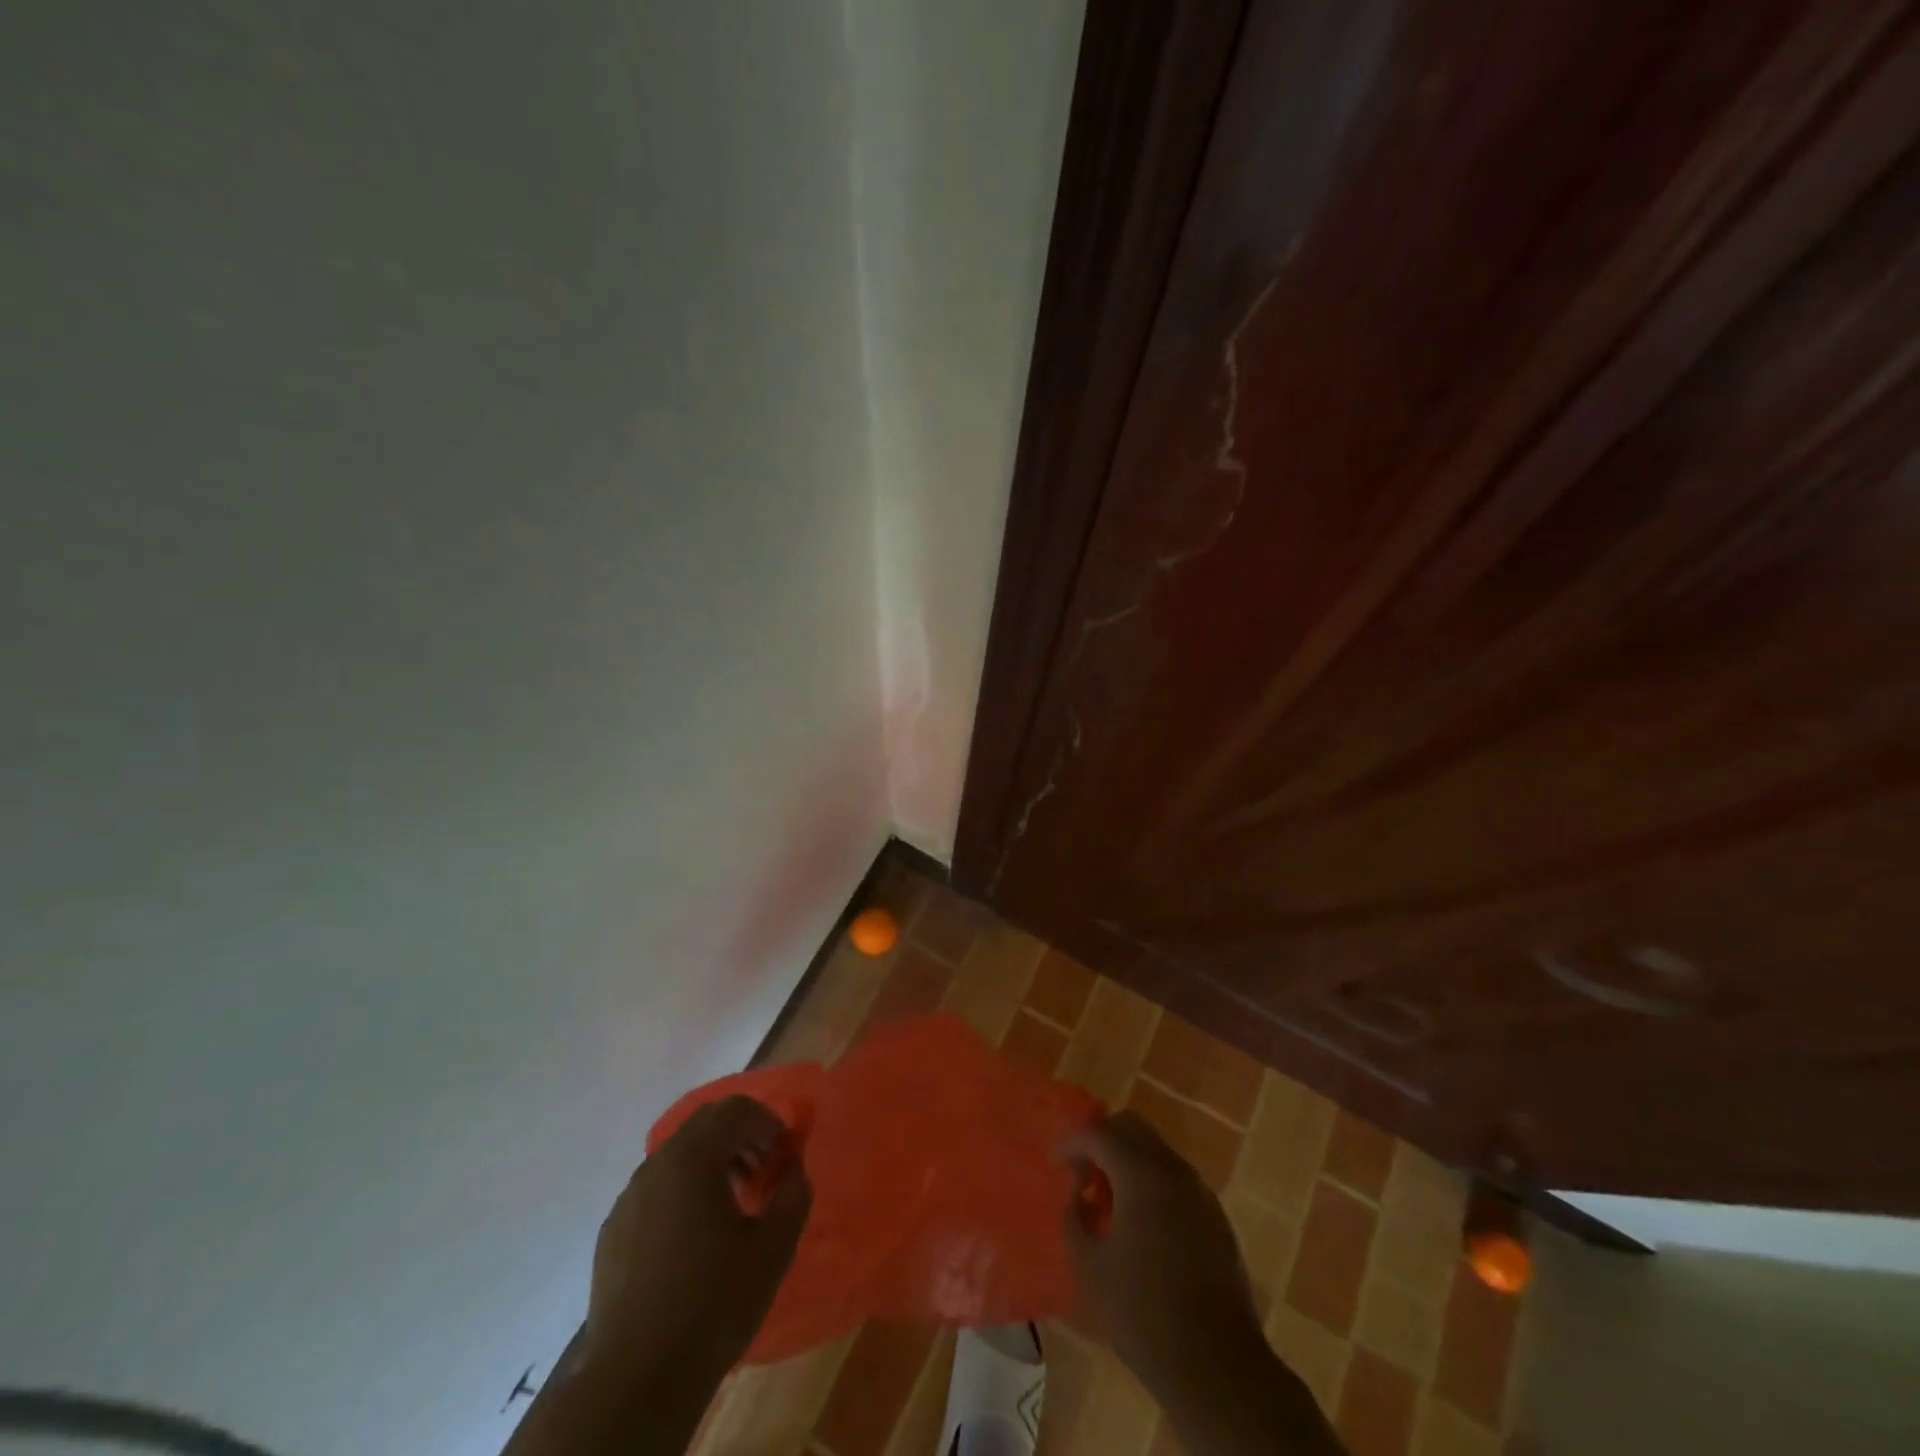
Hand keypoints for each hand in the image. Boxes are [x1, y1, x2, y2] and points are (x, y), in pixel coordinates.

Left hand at [587, 1095, 811, 1375]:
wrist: (637, 1381)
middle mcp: (655, 1165)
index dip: (768, 1122)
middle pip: (704, 1127)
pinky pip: (656, 1192)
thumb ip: (793, 1192)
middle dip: (741, 1139)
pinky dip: (684, 1194)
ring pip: (678, 1159)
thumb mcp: (774, 1246)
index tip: (785, 1155)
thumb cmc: (714, 1302)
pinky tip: (696, 1241)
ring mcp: (628, 1199)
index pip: (735, 1109)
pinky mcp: (613, 1233)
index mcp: (691, 1157)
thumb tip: (793, 1167)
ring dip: (713, 1166)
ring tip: (735, 1208)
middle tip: (765, 1174)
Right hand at [1059, 1112, 1265, 1398]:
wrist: (1218, 1366)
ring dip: (1127, 1162)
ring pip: (1156, 1151)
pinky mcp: (1216, 1217)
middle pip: (1132, 1127)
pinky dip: (1151, 1184)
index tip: (1055, 1164)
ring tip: (1109, 1204)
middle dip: (1101, 1141)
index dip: (1071, 1142)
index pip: (1098, 1133)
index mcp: (1141, 1174)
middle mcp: (1173, 1170)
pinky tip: (1142, 1226)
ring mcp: (1200, 1192)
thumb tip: (1078, 1197)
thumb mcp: (1090, 1268)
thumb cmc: (1143, 1314)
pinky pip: (1175, 1180)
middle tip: (1082, 1176)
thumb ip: (1075, 1219)